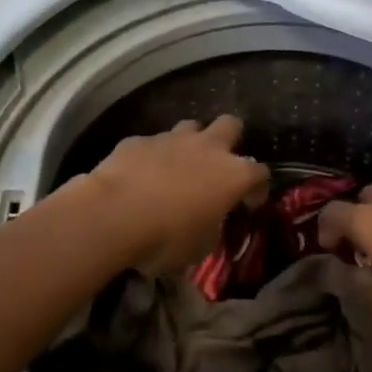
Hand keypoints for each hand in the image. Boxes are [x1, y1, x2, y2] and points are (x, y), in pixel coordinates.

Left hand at [86, 116, 269, 274]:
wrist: (112, 216)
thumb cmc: (166, 238)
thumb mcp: (200, 246)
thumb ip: (212, 226)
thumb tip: (208, 222)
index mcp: (233, 175)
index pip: (260, 173)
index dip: (257, 187)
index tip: (248, 203)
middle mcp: (208, 148)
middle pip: (231, 125)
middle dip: (229, 139)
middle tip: (219, 164)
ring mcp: (172, 139)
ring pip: (191, 127)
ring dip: (190, 143)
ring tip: (180, 165)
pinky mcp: (138, 140)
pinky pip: (152, 143)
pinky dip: (152, 157)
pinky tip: (141, 175)